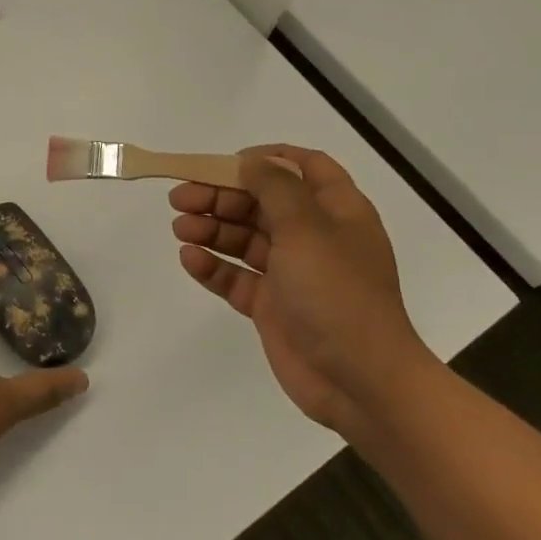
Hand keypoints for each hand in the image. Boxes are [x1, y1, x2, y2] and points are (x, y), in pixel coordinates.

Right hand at [170, 146, 439, 434]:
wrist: (360, 380)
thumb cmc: (337, 292)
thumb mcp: (306, 227)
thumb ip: (275, 187)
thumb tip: (251, 162)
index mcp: (336, 211)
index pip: (305, 167)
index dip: (268, 159)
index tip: (227, 162)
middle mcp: (314, 237)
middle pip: (262, 202)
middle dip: (222, 196)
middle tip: (180, 197)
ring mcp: (292, 273)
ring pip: (245, 239)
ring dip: (211, 229)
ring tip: (180, 228)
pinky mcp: (272, 306)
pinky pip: (237, 277)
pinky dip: (213, 266)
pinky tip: (190, 258)